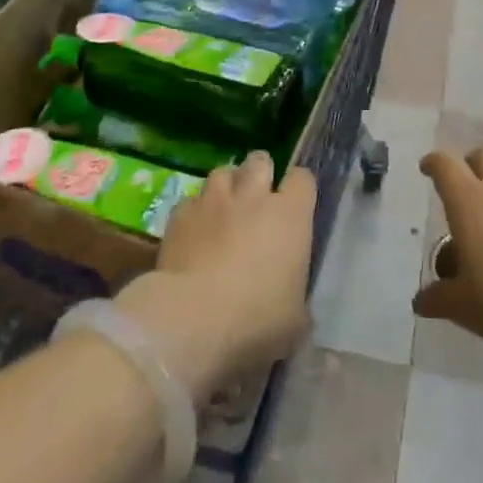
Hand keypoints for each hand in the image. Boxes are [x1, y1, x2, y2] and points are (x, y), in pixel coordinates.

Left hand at [113, 152, 315, 402]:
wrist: (192, 321)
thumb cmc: (256, 320)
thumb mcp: (295, 321)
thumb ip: (298, 301)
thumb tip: (294, 305)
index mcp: (291, 215)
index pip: (303, 179)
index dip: (299, 190)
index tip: (295, 208)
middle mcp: (254, 196)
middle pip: (260, 161)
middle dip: (259, 174)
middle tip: (257, 200)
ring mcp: (213, 201)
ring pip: (222, 172)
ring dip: (226, 187)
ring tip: (223, 210)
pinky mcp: (179, 214)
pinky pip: (190, 201)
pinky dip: (194, 213)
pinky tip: (192, 233)